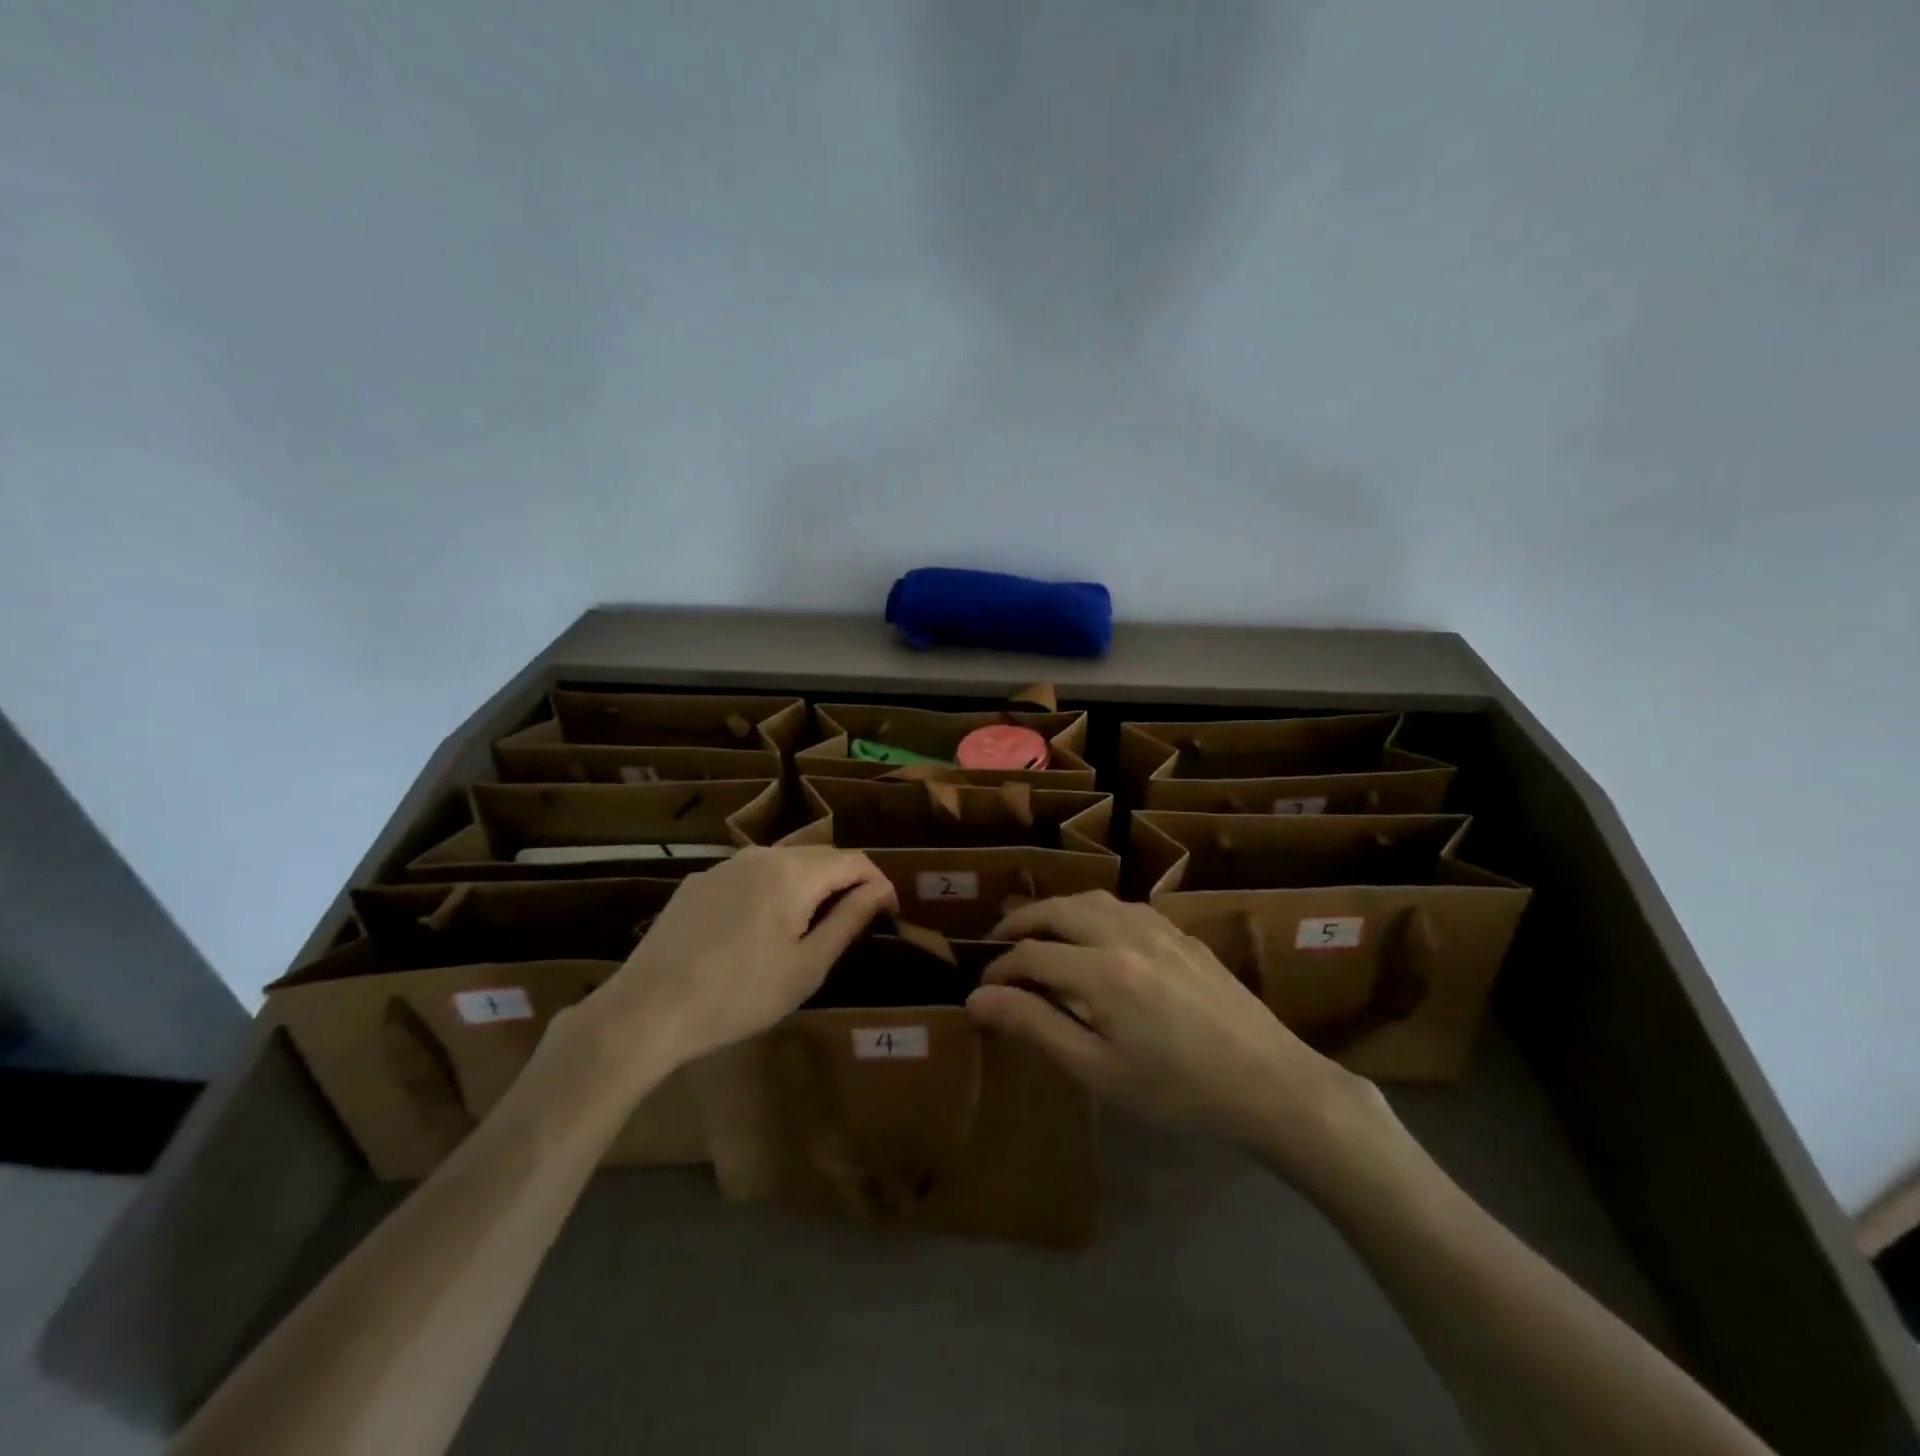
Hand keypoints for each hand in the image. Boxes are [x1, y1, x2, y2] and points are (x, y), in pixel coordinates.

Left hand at [579, 847, 898, 1081]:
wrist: (647, 1010)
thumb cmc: (739, 995)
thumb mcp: (807, 967)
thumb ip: (849, 920)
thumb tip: (880, 890)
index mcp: (793, 873)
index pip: (853, 860)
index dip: (878, 882)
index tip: (888, 912)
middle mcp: (760, 855)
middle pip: (818, 856)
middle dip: (844, 882)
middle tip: (852, 922)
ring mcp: (724, 865)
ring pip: (783, 863)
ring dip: (807, 885)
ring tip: (807, 927)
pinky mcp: (698, 882)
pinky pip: (749, 875)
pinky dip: (770, 891)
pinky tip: (756, 930)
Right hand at [969, 892, 1393, 1192]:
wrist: (1270, 1082)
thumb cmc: (1177, 1090)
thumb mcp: (1098, 1071)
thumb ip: (1036, 1027)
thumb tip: (979, 998)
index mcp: (1101, 971)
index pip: (1030, 954)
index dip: (999, 968)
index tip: (983, 989)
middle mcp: (1125, 934)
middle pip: (1058, 910)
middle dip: (1020, 923)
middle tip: (998, 944)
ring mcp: (1158, 928)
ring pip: (1092, 899)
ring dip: (1057, 910)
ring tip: (1040, 932)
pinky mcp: (1182, 935)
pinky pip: (1125, 907)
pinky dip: (1093, 912)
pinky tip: (1097, 936)